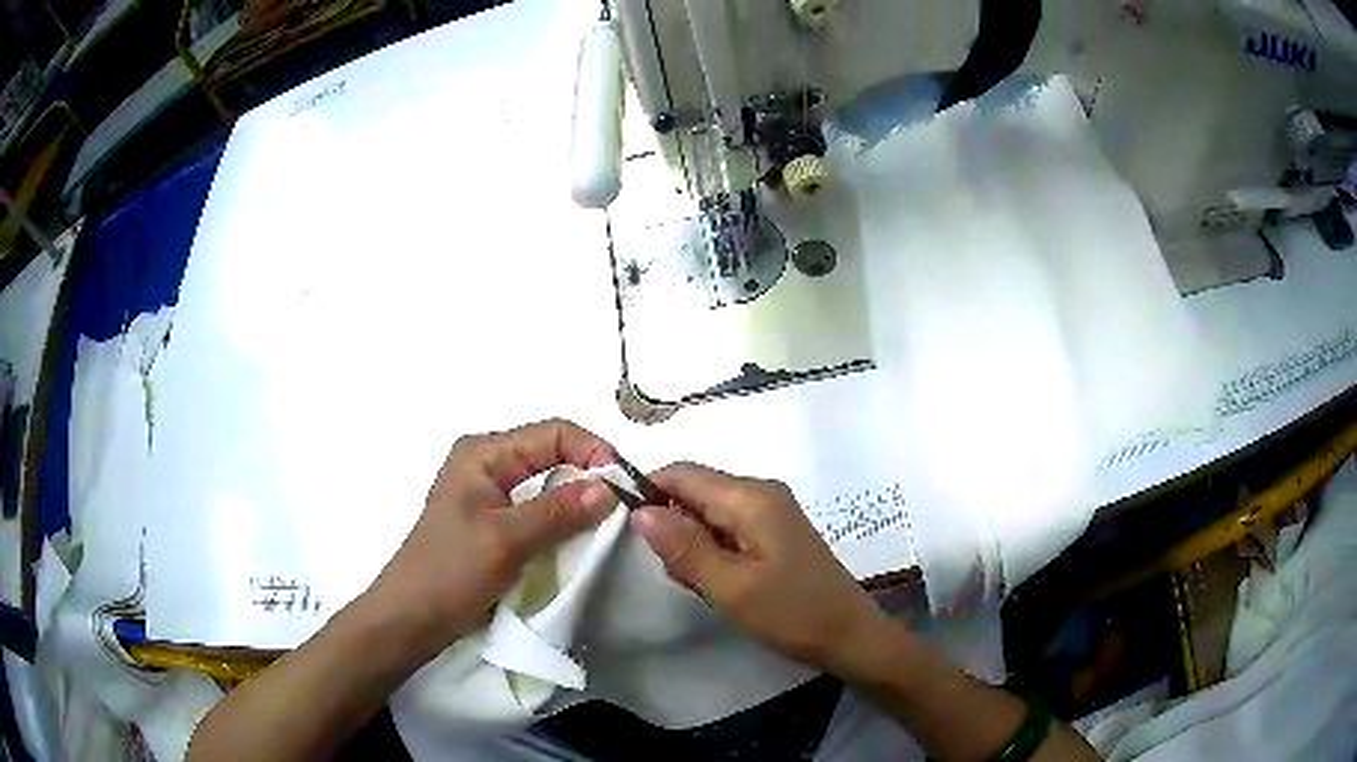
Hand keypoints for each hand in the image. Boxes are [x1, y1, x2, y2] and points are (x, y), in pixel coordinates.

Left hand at [365, 419, 615, 657]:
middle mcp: (490, 464)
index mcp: (485, 453)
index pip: (553, 433)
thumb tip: (611, 487)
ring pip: (550, 485)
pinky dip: (565, 521)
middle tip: (626, 508)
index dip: (592, 451)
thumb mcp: (506, 539)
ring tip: (610, 525)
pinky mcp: (498, 523)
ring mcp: (493, 495)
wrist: (413, 617)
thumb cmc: (450, 571)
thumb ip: (559, 511)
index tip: (625, 485)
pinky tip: (583, 540)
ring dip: (580, 502)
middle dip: (591, 476)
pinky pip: (542, 511)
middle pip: (554, 455)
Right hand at [631, 463, 888, 675]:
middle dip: (673, 528)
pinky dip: (713, 552)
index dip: (648, 493)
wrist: (849, 635)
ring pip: (708, 513)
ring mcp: (770, 511)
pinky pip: (728, 529)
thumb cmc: (791, 612)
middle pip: (694, 492)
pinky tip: (721, 584)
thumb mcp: (730, 587)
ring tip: (704, 586)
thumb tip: (639, 510)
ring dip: (693, 545)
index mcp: (750, 496)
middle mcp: (760, 492)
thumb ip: (684, 547)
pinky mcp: (774, 532)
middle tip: (681, 575)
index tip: (631, 535)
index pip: (681, 472)